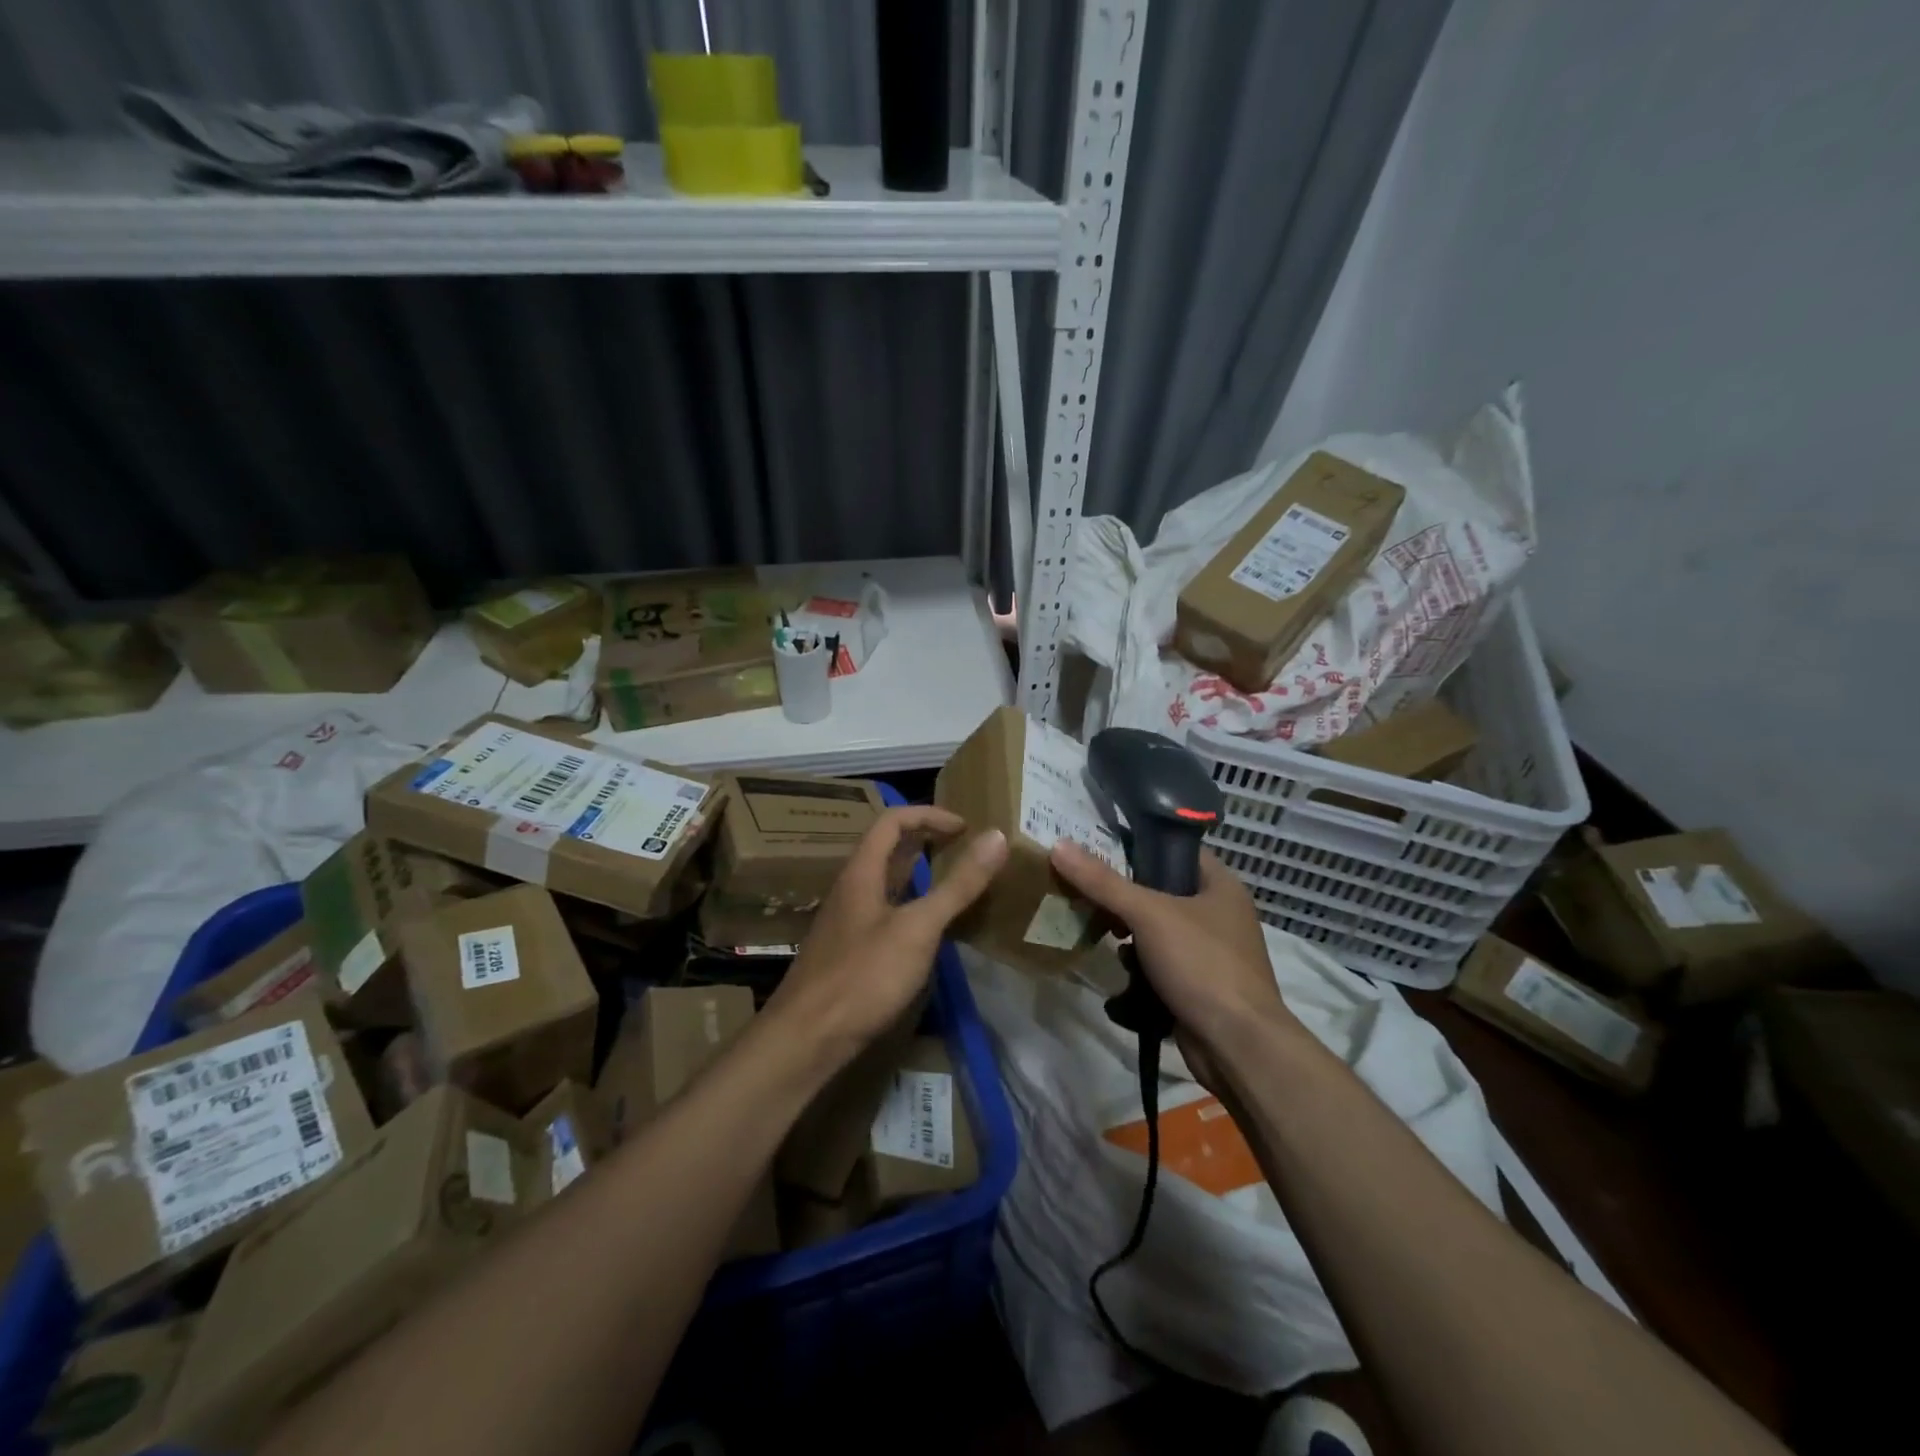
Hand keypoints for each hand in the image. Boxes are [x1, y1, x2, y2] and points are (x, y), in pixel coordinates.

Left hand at [764, 806, 1007, 1075]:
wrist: (807, 1038)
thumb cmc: (863, 975)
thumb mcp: (918, 927)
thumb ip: (958, 884)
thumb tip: (997, 836)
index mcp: (862, 872)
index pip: (893, 820)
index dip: (929, 815)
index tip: (966, 827)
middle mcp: (852, 888)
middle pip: (888, 848)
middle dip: (927, 839)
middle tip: (965, 847)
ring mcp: (849, 921)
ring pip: (887, 881)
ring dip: (920, 873)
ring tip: (956, 880)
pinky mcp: (851, 950)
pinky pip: (887, 911)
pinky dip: (913, 905)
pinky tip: (931, 928)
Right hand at [1050, 841, 1294, 1084]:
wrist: (1237, 1046)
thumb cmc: (1201, 964)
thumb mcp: (1148, 914)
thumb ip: (1102, 881)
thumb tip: (1059, 845)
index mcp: (1221, 885)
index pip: (1176, 848)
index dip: (1139, 843)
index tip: (1097, 844)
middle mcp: (1219, 913)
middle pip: (1161, 891)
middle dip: (1124, 898)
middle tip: (1089, 895)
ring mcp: (1210, 952)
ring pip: (1156, 930)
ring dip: (1129, 937)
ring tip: (1104, 937)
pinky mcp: (1198, 985)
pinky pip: (1160, 964)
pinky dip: (1140, 969)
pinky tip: (1122, 977)